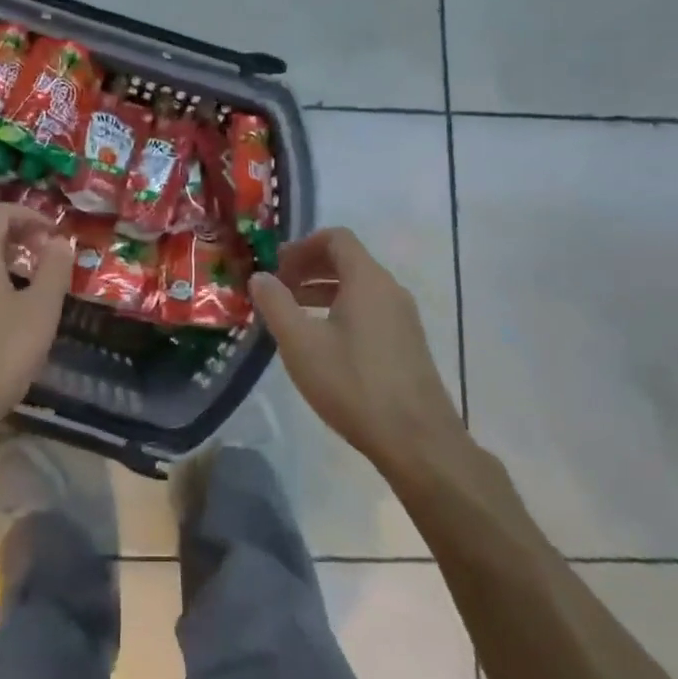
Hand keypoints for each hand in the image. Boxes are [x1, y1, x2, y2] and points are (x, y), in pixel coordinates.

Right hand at [249, 228, 478, 487]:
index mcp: (367, 280)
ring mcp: (403, 318)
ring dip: (323, 290)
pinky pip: (370, 309)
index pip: (336, 238)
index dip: (302, 245)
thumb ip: (276, 304)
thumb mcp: (301, 344)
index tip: (277, 265)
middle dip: (310, 267)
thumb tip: (260, 276)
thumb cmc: (353, 384)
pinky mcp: (408, 343)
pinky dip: (342, 309)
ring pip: (359, 287)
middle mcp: (390, 290)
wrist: (417, 441)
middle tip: (279, 287)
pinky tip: (323, 342)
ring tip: (293, 313)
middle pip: (348, 260)